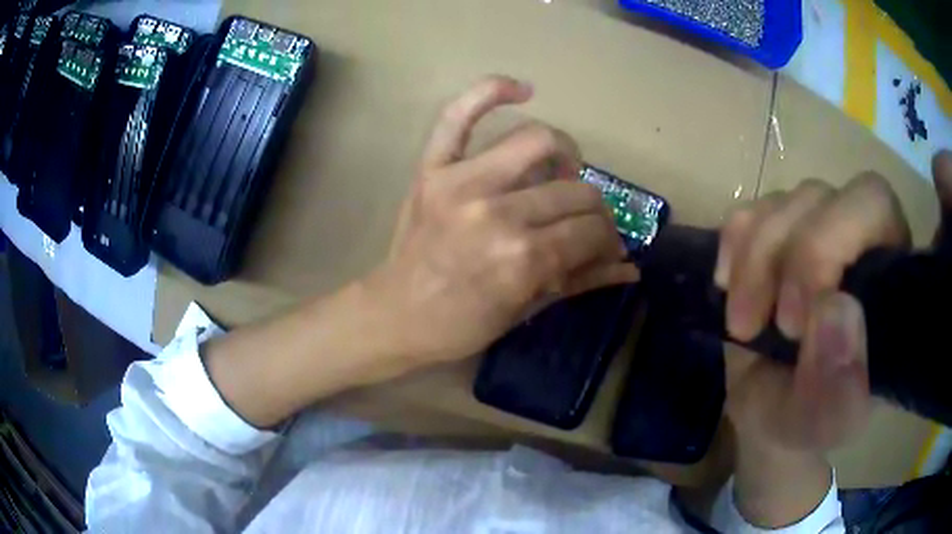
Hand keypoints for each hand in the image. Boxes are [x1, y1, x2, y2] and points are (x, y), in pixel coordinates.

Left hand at [367, 76, 635, 364]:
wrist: (394, 314)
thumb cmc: (461, 324)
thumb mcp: (526, 311)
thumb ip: (580, 282)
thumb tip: (630, 269)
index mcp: (522, 258)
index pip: (591, 231)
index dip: (608, 241)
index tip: (606, 249)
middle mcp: (497, 212)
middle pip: (575, 191)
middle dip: (595, 211)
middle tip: (586, 224)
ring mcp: (461, 182)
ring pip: (539, 140)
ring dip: (566, 155)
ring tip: (562, 173)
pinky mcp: (432, 169)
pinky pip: (458, 115)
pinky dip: (490, 92)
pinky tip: (521, 89)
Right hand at [716, 151, 951, 527]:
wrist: (767, 411)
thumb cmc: (804, 419)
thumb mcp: (822, 425)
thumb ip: (838, 389)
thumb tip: (834, 310)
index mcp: (888, 277)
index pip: (876, 207)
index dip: (835, 243)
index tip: (796, 321)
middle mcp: (856, 237)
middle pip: (826, 196)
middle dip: (792, 256)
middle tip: (767, 323)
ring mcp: (813, 229)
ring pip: (786, 203)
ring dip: (755, 260)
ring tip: (743, 323)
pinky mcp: (775, 233)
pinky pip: (748, 212)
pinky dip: (733, 247)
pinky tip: (728, 287)